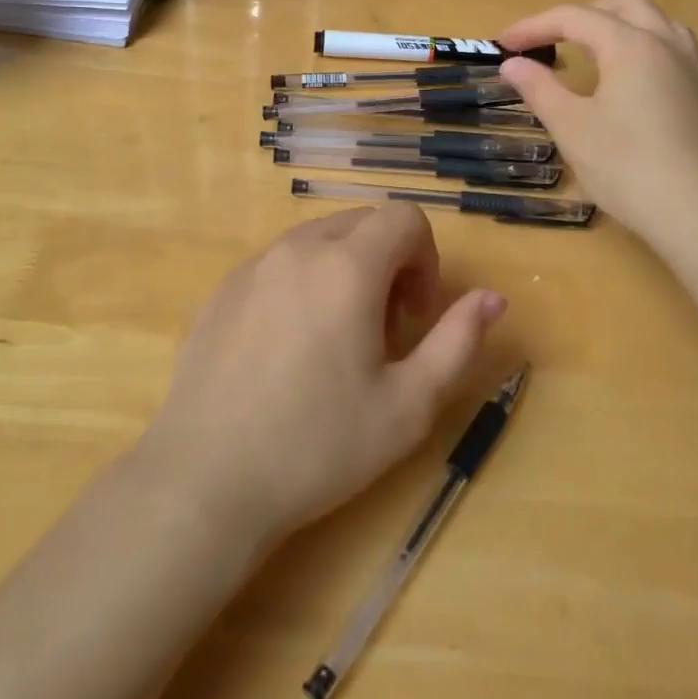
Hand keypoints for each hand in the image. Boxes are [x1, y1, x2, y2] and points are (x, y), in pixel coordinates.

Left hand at [137, 205, 505, 548]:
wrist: (205, 480)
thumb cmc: (318, 446)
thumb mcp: (408, 406)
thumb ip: (458, 341)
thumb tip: (492, 297)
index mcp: (347, 267)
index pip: (404, 219)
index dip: (425, 259)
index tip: (415, 316)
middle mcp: (298, 248)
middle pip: (362, 224)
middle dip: (388, 263)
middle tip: (382, 331)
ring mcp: (253, 265)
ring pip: (318, 241)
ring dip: (344, 271)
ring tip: (335, 342)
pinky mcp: (222, 288)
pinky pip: (278, 263)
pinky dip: (302, 283)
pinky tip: (287, 349)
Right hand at [498, 0, 697, 244]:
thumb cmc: (628, 168)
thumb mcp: (571, 128)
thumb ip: (540, 89)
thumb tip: (513, 63)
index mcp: (630, 45)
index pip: (574, 17)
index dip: (534, 26)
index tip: (502, 44)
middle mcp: (668, 46)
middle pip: (625, 7)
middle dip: (584, 14)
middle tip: (551, 38)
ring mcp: (697, 73)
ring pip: (663, 25)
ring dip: (626, 25)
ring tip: (600, 47)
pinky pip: (684, 60)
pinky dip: (656, 57)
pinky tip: (647, 83)